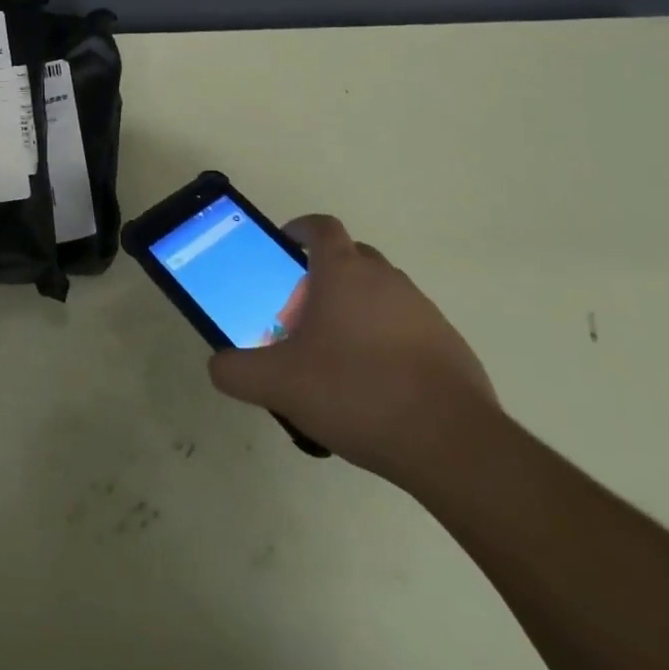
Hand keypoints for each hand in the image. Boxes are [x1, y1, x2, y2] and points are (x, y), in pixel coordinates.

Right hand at [208, 214, 498, 488]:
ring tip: (338, 357)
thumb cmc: (355, 392)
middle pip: (351, 258)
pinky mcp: (450, 344)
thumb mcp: (279, 384)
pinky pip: (408, 327)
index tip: (285, 247)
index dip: (300, 230)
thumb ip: (237, 371)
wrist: (450, 442)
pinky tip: (377, 386)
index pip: (321, 227)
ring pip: (381, 293)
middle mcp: (386, 279)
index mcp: (344, 272)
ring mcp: (423, 310)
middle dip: (324, 276)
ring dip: (357, 310)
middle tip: (303, 314)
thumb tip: (218, 366)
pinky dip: (388, 341)